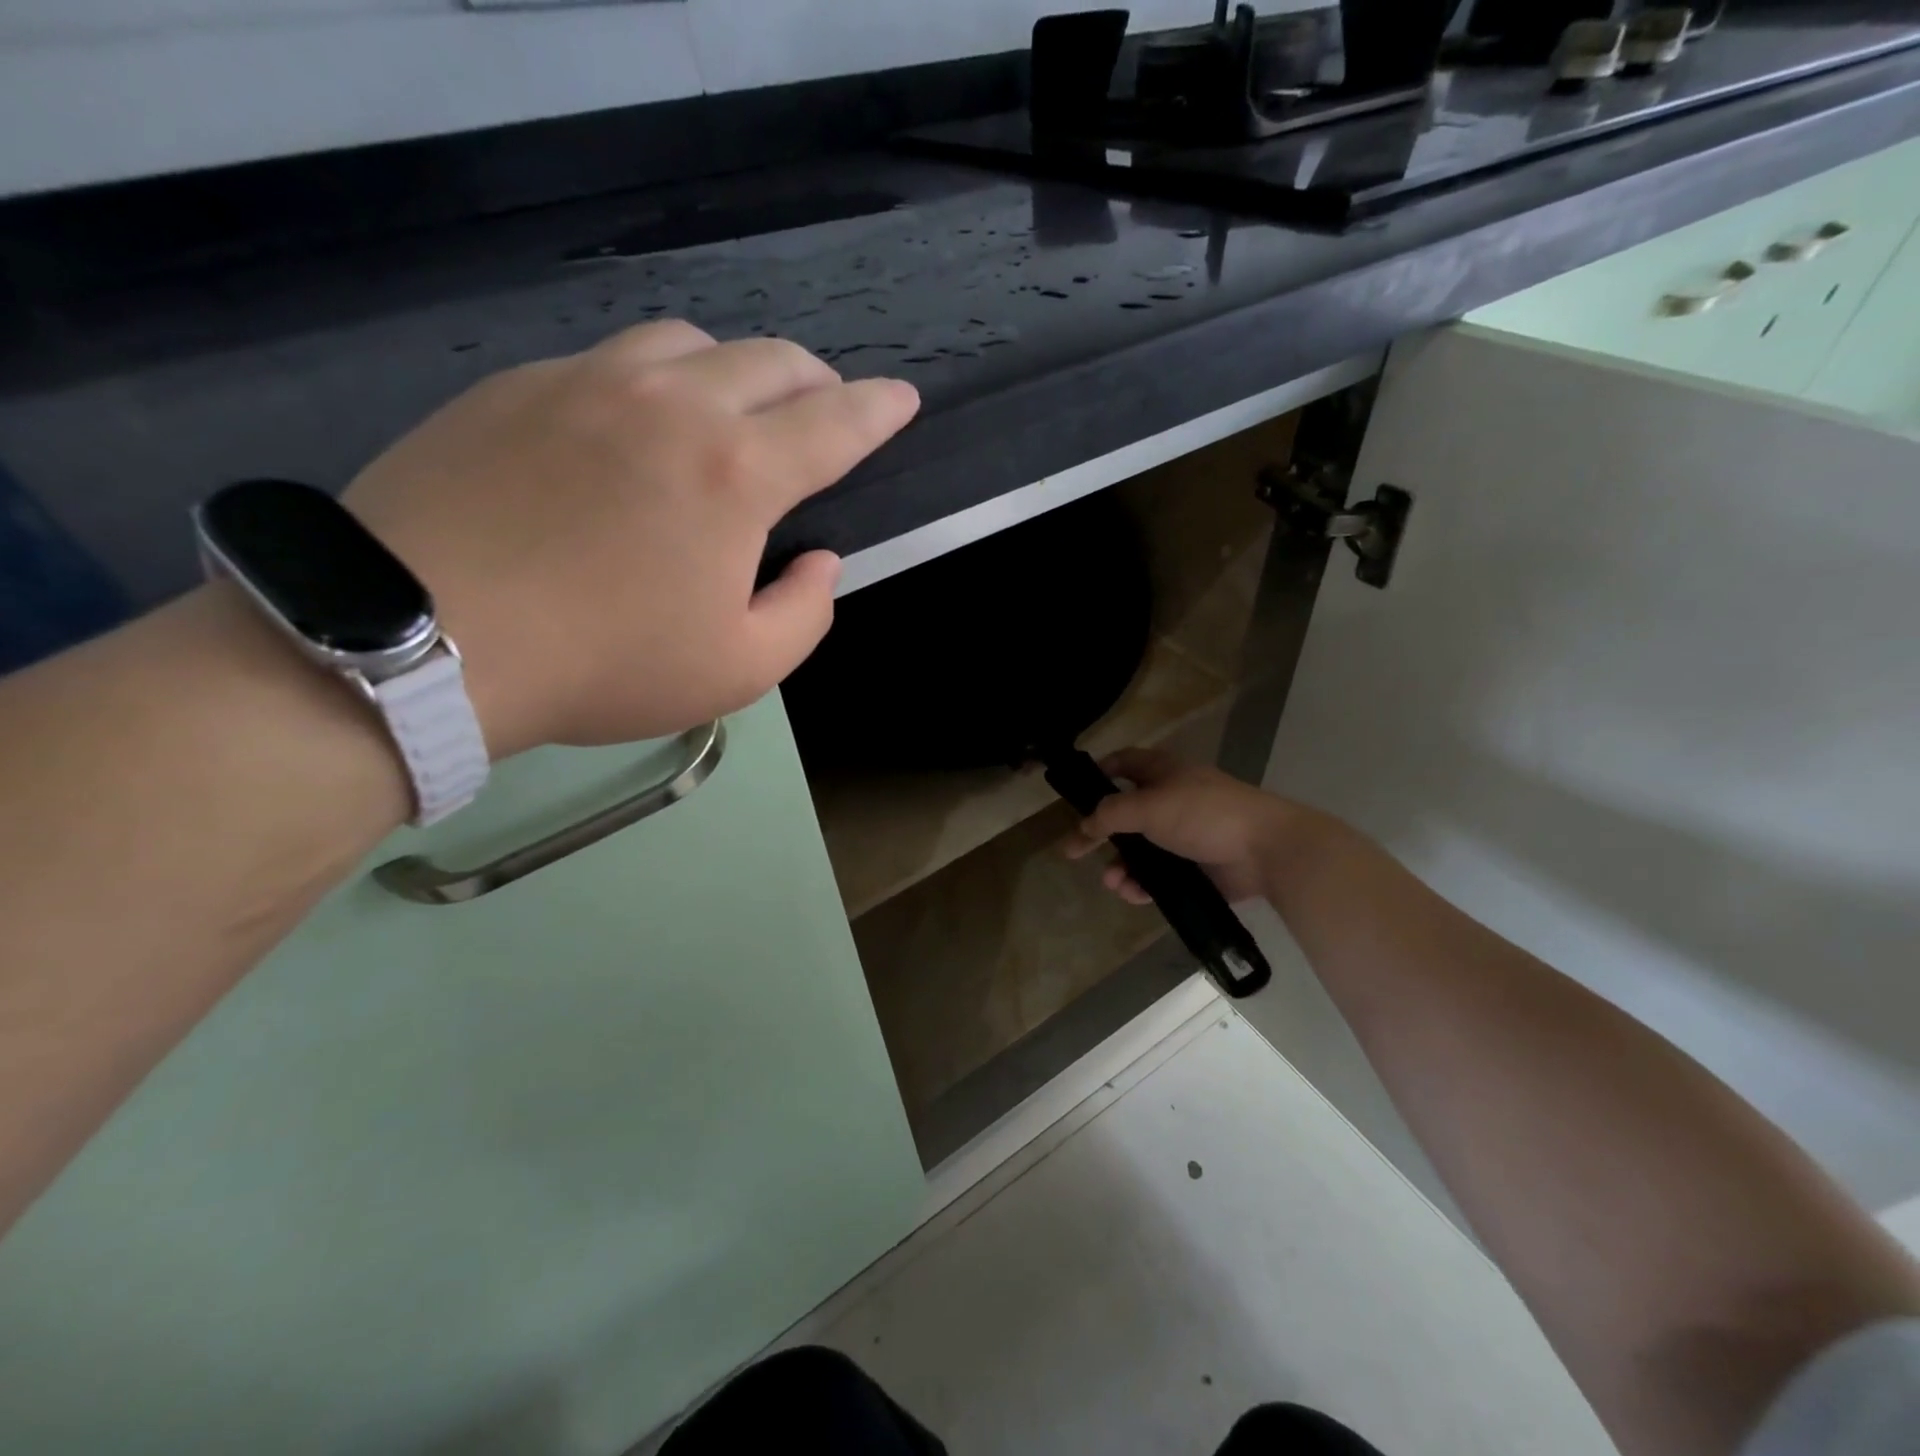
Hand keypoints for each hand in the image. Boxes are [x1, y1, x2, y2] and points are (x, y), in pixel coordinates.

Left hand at [345, 321, 919, 758]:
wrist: (424, 638)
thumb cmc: (605, 664)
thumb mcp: (739, 670)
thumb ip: (805, 613)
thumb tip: (819, 561)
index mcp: (738, 474)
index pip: (836, 423)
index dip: (880, 410)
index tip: (904, 398)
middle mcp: (674, 405)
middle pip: (771, 359)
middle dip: (817, 381)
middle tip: (824, 412)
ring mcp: (590, 382)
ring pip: (690, 343)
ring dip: (734, 370)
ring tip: (732, 412)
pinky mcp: (519, 386)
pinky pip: (611, 360)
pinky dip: (654, 381)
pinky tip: (636, 427)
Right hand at [1063, 748, 1301, 904]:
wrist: (1266, 850)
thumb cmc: (1204, 814)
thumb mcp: (1149, 807)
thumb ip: (1110, 815)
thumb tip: (1084, 826)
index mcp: (1164, 772)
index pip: (1125, 763)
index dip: (1100, 772)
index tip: (1076, 792)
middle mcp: (1172, 800)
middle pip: (1126, 813)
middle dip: (1102, 834)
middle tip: (1075, 851)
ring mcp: (1185, 835)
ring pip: (1141, 850)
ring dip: (1121, 865)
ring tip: (1113, 881)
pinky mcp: (1196, 867)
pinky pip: (1160, 875)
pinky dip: (1143, 884)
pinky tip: (1133, 894)